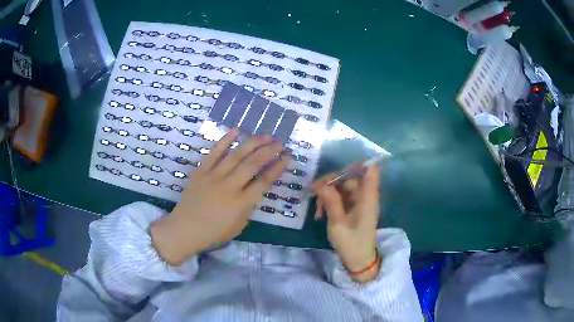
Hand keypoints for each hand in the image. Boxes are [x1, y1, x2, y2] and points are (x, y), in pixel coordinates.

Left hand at [150, 130, 286, 265]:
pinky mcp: (200, 171)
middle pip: (253, 164)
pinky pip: (214, 152)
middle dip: (270, 150)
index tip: (288, 157)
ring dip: (253, 142)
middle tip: (281, 141)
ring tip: (266, 135)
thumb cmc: (214, 232)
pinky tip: (236, 130)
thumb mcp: (239, 225)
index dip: (278, 168)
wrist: (185, 229)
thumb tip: (257, 187)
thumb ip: (250, 205)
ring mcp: (213, 176)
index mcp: (240, 203)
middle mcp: (229, 186)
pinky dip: (225, 140)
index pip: (264, 181)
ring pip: (236, 155)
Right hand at [313, 165, 380, 282]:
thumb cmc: (351, 243)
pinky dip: (330, 203)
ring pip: (342, 188)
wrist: (358, 261)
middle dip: (331, 182)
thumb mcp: (338, 223)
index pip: (371, 170)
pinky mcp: (353, 208)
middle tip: (314, 192)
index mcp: (367, 197)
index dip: (360, 161)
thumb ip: (331, 202)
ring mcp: (359, 202)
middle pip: (350, 177)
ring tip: (317, 210)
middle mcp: (365, 196)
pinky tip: (320, 214)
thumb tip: (321, 184)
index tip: (341, 160)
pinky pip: (341, 198)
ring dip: (328, 195)